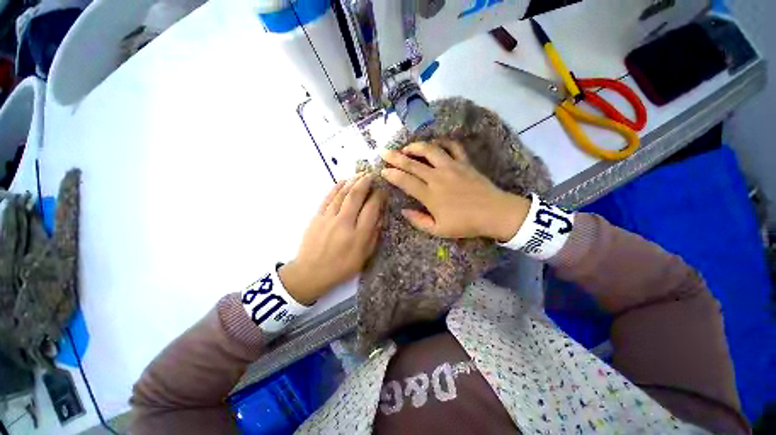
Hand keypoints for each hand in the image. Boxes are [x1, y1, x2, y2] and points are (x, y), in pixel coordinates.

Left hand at [278, 173, 385, 305]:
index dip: (379, 196)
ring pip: (342, 193)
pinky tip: (343, 180)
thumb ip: (374, 235)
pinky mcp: (317, 216)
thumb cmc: (341, 267)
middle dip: (366, 181)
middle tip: (372, 174)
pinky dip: (336, 186)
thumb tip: (380, 216)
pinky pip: (328, 197)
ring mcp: (328, 218)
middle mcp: (344, 223)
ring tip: (360, 174)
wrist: (310, 273)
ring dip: (353, 181)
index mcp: (358, 235)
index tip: (383, 191)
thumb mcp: (364, 256)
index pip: (372, 208)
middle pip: (356, 195)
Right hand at [380, 141, 529, 240]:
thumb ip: (418, 221)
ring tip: (406, 147)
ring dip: (416, 146)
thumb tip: (403, 211)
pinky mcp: (464, 162)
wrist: (495, 213)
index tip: (382, 171)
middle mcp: (438, 177)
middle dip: (395, 157)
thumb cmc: (465, 224)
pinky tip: (435, 144)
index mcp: (430, 195)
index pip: (405, 181)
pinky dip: (442, 142)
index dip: (392, 175)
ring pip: (430, 150)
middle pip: (412, 163)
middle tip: (384, 152)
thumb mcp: (438, 230)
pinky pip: (452, 146)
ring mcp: (452, 167)